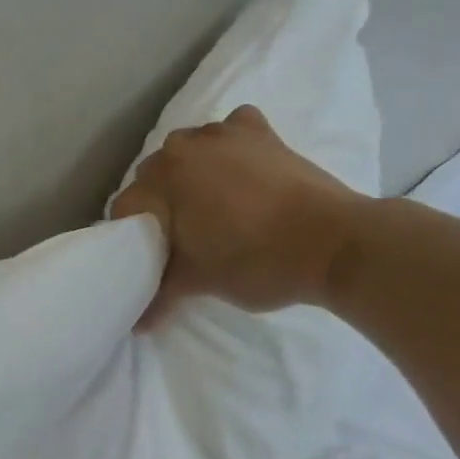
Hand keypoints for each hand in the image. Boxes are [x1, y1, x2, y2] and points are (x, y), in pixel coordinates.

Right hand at [111, 105, 366, 325]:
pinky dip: (228, 148)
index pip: (125, 207)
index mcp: (162, 180)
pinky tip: (238, 170)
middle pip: (153, 175)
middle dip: (157, 204)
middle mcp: (185, 146)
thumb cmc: (256, 263)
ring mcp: (226, 133)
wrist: (334, 244)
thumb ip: (160, 296)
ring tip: (207, 208)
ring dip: (189, 174)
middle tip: (176, 238)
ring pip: (189, 151)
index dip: (130, 238)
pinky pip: (230, 132)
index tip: (146, 259)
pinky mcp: (263, 133)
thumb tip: (136, 326)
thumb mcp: (199, 282)